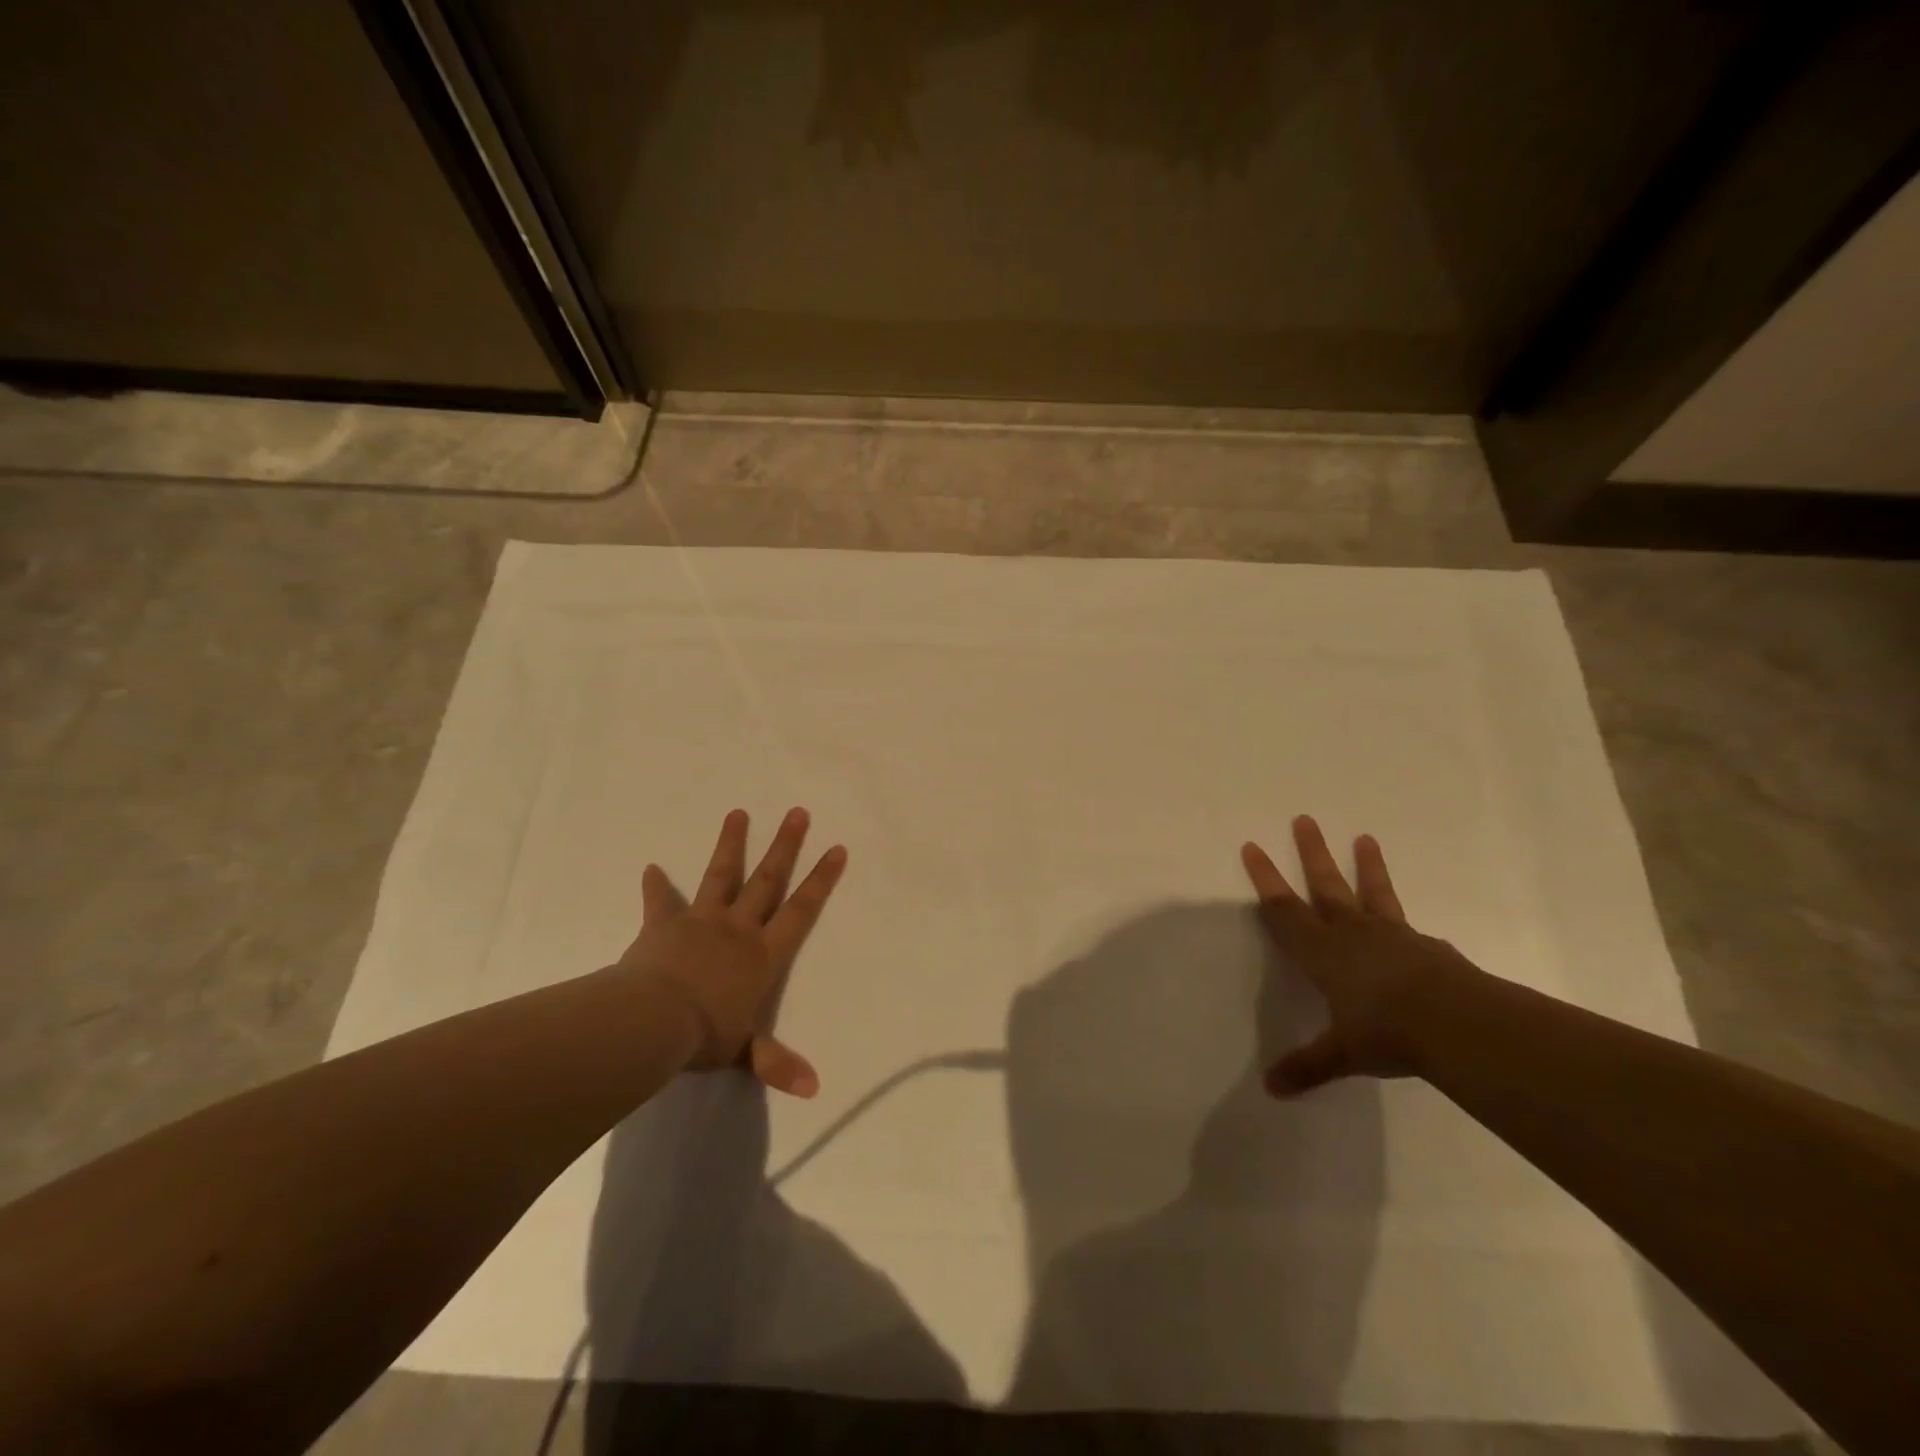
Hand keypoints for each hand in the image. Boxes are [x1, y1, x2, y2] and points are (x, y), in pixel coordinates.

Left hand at [619, 808, 846, 1098]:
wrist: (653, 1020)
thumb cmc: (704, 1035)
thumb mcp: (743, 1052)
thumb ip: (776, 1064)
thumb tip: (815, 1090)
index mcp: (762, 955)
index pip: (800, 911)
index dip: (820, 880)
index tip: (836, 849)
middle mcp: (737, 929)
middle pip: (767, 880)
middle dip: (785, 846)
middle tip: (798, 813)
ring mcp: (701, 921)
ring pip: (721, 875)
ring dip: (731, 844)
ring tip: (739, 813)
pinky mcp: (664, 924)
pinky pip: (661, 901)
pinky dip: (656, 885)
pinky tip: (651, 867)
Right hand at [1242, 816, 1478, 1095]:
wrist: (1455, 1024)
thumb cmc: (1385, 1033)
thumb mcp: (1343, 1053)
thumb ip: (1308, 1066)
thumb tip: (1270, 1089)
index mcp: (1322, 953)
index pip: (1284, 910)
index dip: (1266, 879)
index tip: (1253, 847)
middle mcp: (1352, 934)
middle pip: (1325, 886)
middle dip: (1311, 854)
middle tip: (1304, 819)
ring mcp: (1392, 935)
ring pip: (1371, 893)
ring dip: (1365, 867)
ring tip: (1365, 837)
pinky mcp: (1426, 946)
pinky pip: (1408, 926)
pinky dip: (1403, 921)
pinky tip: (1413, 928)